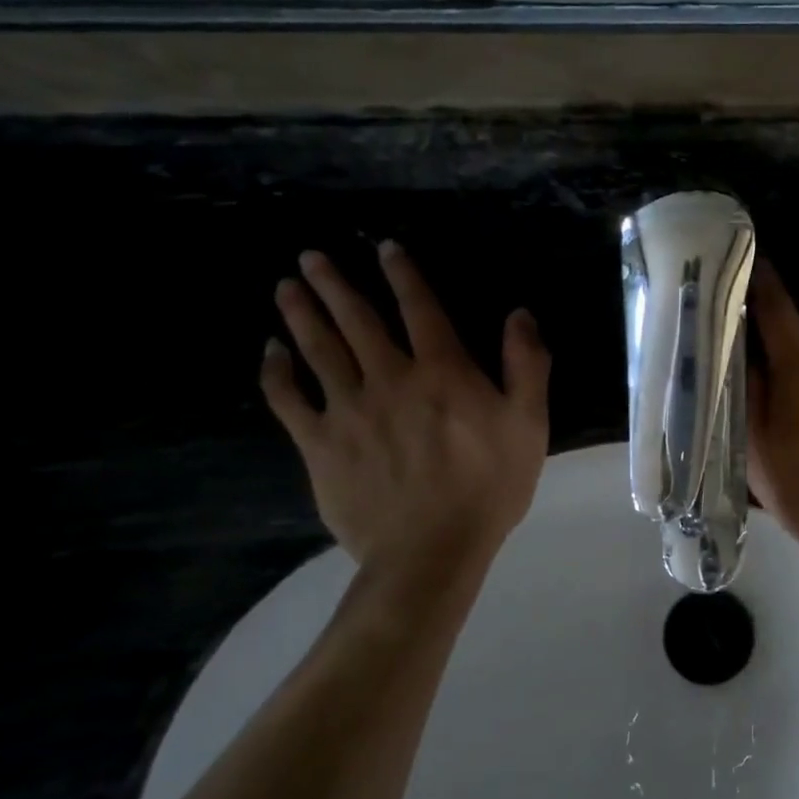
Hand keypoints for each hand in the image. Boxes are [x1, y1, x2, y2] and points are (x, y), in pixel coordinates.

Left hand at [261, 243, 550, 582]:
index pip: (420, 308)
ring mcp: (349, 410)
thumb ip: (527, 365)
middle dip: (334, 283)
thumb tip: (520, 314)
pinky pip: (290, 400)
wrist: (432, 551)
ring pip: (318, 350)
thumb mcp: (529, 423)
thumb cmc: (489, 486)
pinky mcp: (320, 445)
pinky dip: (277, 373)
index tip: (385, 247)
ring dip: (301, 314)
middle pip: (357, 320)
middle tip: (311, 256)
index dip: (403, 274)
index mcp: (443, 371)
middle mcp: (390, 378)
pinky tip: (270, 353)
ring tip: (286, 286)